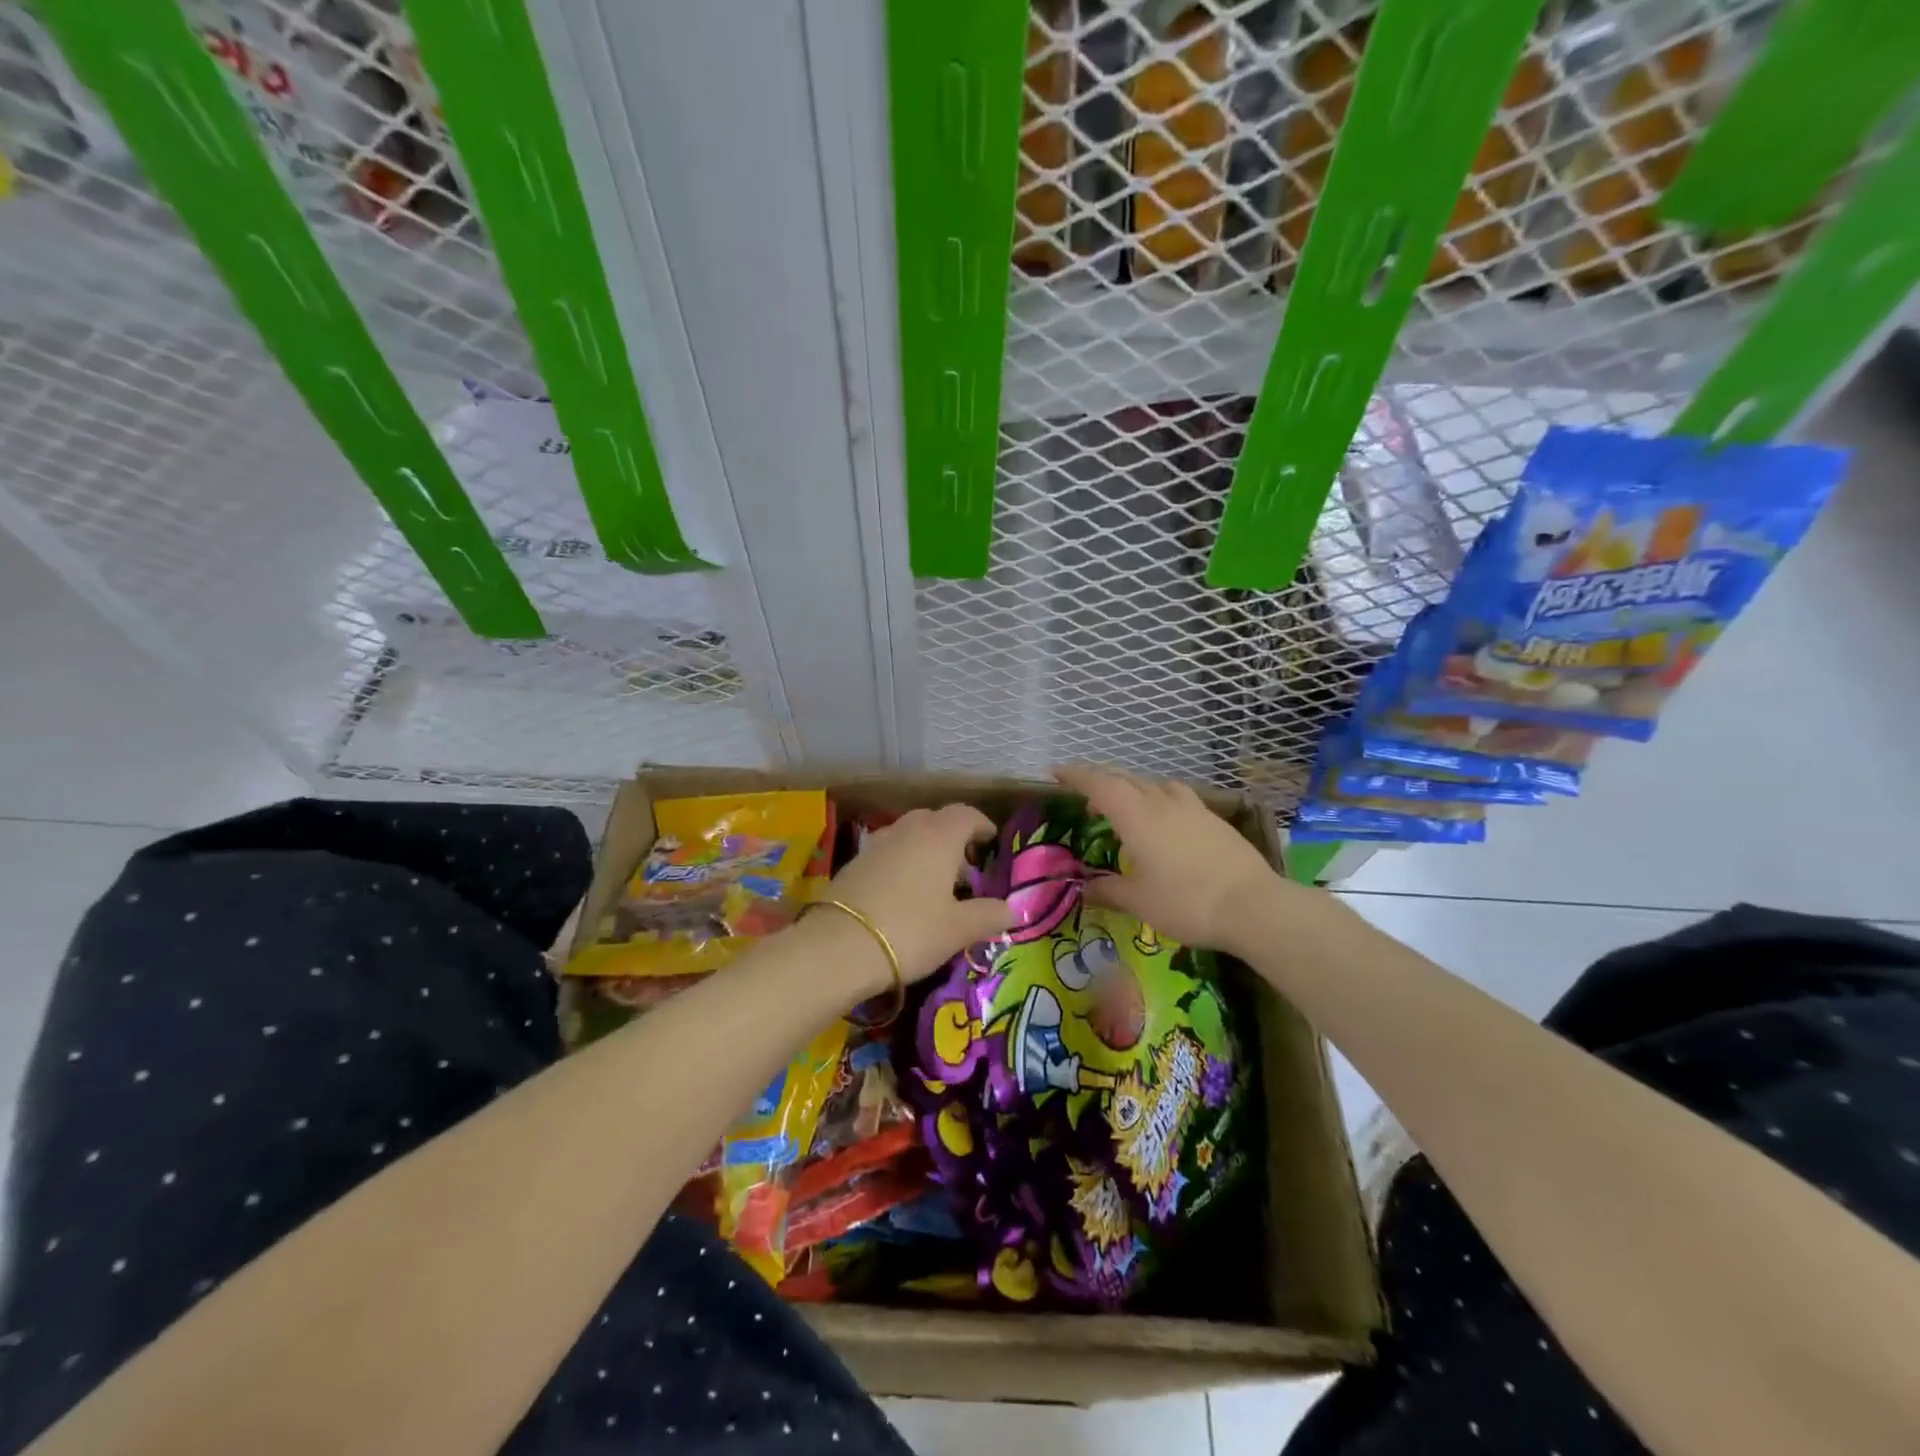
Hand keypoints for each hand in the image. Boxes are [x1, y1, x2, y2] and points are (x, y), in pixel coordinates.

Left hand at [826, 805, 1012, 982]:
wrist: (839, 947)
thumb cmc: (911, 931)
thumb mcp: (958, 929)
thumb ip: (989, 915)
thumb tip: (1014, 910)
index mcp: (939, 836)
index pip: (966, 815)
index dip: (981, 825)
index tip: (991, 842)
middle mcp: (908, 830)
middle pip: (935, 820)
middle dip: (953, 838)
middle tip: (965, 867)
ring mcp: (877, 844)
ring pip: (909, 835)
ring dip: (926, 850)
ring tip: (935, 883)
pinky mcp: (854, 863)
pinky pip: (888, 852)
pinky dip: (902, 862)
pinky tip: (903, 893)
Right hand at [1053, 766, 1287, 955]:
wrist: (1253, 906)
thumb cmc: (1186, 902)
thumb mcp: (1139, 901)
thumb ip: (1108, 890)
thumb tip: (1084, 888)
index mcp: (1136, 816)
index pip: (1099, 785)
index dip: (1076, 776)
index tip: (1057, 772)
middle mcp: (1162, 802)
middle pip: (1126, 780)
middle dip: (1101, 782)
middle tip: (1085, 795)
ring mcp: (1193, 808)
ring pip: (1155, 785)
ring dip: (1134, 789)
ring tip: (1127, 806)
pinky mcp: (1215, 820)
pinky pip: (1177, 798)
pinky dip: (1160, 800)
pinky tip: (1165, 822)